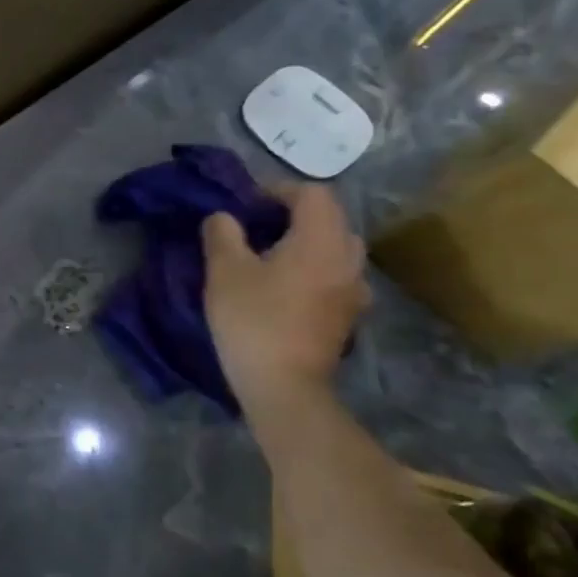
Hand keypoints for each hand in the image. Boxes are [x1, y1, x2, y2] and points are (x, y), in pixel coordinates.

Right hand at [202, 184, 369, 406]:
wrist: (284, 386)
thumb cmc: (253, 320)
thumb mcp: (224, 270)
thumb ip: (223, 233)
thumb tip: (224, 217)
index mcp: (321, 240)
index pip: (312, 193)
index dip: (277, 190)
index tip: (245, 205)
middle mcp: (348, 259)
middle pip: (329, 219)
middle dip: (293, 215)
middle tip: (255, 228)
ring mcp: (354, 290)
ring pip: (335, 248)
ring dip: (304, 243)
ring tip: (267, 257)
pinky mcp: (349, 316)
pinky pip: (335, 275)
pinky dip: (312, 269)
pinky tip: (283, 287)